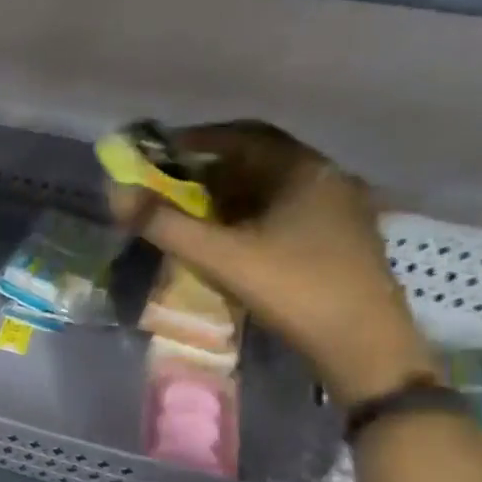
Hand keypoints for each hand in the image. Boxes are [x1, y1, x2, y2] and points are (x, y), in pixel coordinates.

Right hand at [111, 122, 434, 407]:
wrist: (363, 345)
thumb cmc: (292, 290)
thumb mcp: (218, 257)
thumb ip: (164, 224)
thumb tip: (117, 194)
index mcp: (304, 171)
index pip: (243, 136)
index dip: (196, 140)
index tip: (158, 154)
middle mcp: (326, 179)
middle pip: (258, 160)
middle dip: (207, 170)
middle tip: (167, 186)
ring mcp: (338, 210)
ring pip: (271, 188)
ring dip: (226, 194)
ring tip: (189, 214)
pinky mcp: (338, 239)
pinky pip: (284, 211)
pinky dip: (247, 215)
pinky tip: (226, 239)